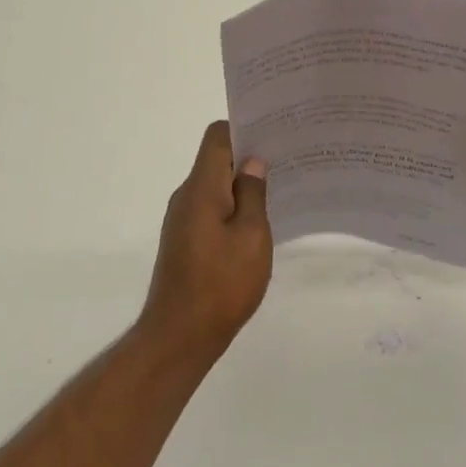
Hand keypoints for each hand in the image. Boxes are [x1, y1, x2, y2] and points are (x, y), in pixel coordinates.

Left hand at [140, 121, 272, 361]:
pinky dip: (233, 208)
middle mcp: (186, 197)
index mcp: (201, 188)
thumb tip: (253, 162)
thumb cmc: (221, 284)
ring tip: (279, 191)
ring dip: (242, 186)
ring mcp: (182, 220)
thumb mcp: (252, 236)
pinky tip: (257, 225)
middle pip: (215, 160)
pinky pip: (211, 209)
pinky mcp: (184, 242)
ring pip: (215, 187)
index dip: (244, 128)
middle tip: (286, 161)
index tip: (274, 134)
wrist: (179, 337)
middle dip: (248, 157)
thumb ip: (253, 194)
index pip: (217, 137)